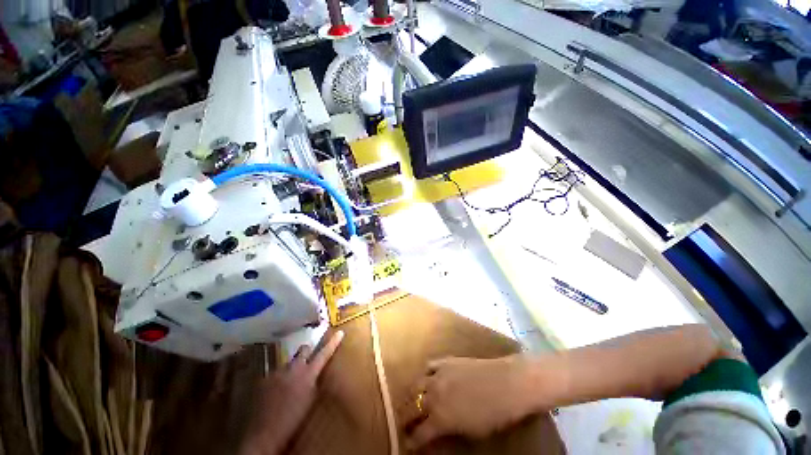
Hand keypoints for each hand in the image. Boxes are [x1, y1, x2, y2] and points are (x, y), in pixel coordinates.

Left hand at [242, 330, 344, 454]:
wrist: (265, 434)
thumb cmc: (295, 420)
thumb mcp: (312, 400)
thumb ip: (316, 382)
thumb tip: (320, 372)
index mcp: (308, 374)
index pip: (324, 354)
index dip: (333, 343)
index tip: (340, 332)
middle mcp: (293, 368)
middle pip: (304, 349)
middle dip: (308, 352)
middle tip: (309, 361)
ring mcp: (277, 372)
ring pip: (289, 362)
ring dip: (292, 368)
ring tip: (290, 383)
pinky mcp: (264, 379)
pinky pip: (276, 373)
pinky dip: (279, 379)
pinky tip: (277, 392)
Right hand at [406, 355, 541, 450]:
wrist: (507, 383)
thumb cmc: (494, 415)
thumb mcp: (472, 432)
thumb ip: (450, 432)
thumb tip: (438, 433)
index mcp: (440, 418)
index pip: (418, 434)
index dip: (411, 442)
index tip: (407, 445)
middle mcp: (433, 395)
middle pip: (410, 408)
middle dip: (404, 418)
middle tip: (404, 424)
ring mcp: (438, 375)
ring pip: (415, 385)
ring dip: (411, 396)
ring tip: (412, 401)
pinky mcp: (445, 361)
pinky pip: (428, 367)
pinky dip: (425, 375)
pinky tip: (427, 379)